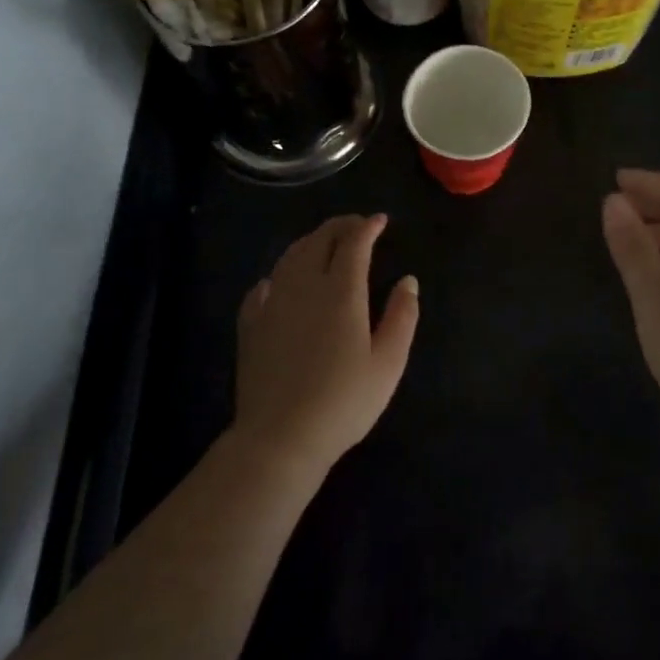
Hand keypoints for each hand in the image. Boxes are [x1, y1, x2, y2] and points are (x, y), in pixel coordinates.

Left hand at [234, 214, 418, 476]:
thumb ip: (402, 316)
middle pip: (319, 240)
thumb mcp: (388, 363)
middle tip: (357, 225)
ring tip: (324, 243)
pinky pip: (263, 287)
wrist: (280, 439)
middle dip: (340, 226)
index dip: (368, 226)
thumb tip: (408, 281)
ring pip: (290, 257)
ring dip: (310, 242)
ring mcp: (273, 304)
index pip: (354, 243)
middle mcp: (305, 287)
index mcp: (342, 292)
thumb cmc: (343, 402)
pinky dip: (278, 274)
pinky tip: (280, 282)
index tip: (381, 221)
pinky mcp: (251, 326)